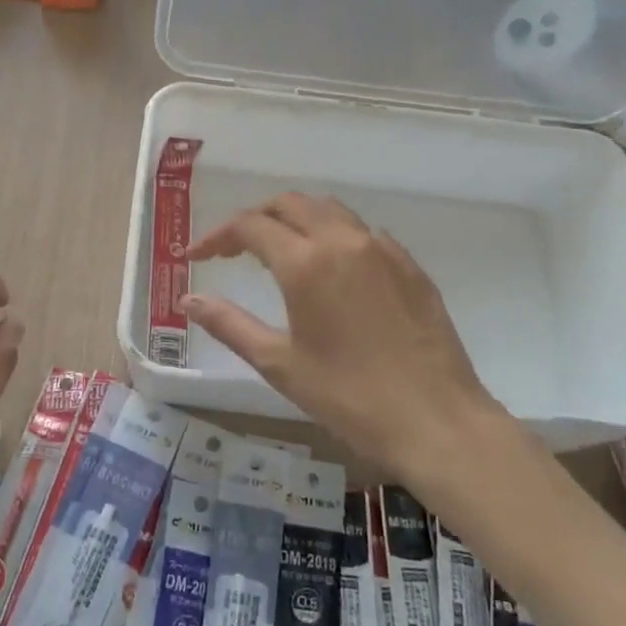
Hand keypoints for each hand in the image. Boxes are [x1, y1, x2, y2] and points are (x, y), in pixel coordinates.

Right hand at [181, 194, 508, 471]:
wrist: (437, 421)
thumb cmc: (348, 397)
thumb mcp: (279, 364)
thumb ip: (229, 324)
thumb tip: (188, 300)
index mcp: (306, 263)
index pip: (250, 226)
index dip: (217, 236)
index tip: (196, 257)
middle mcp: (343, 241)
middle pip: (289, 204)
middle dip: (255, 218)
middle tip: (233, 248)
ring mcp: (383, 250)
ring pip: (329, 210)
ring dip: (295, 219)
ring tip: (278, 251)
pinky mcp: (410, 266)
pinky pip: (362, 232)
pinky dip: (334, 235)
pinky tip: (331, 270)